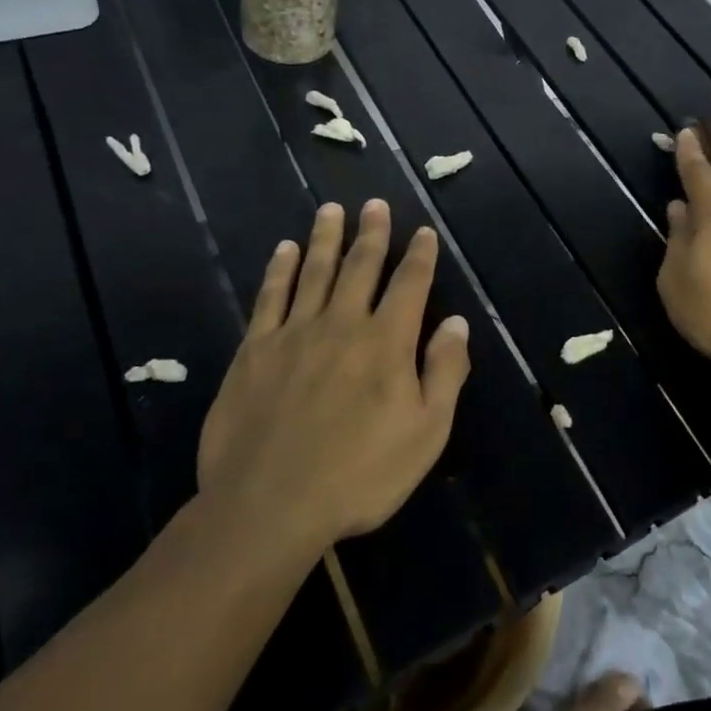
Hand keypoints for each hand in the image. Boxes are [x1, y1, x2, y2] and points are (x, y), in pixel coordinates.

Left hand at [196, 199, 470, 554]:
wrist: (269, 506)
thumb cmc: (360, 474)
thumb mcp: (426, 432)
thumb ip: (444, 372)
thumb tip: (456, 322)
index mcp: (387, 343)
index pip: (409, 285)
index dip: (419, 255)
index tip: (423, 231)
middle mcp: (342, 324)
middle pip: (360, 267)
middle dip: (372, 233)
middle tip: (374, 205)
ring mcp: (294, 334)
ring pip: (314, 272)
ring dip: (326, 238)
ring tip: (331, 209)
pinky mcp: (254, 351)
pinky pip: (270, 297)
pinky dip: (279, 270)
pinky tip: (284, 250)